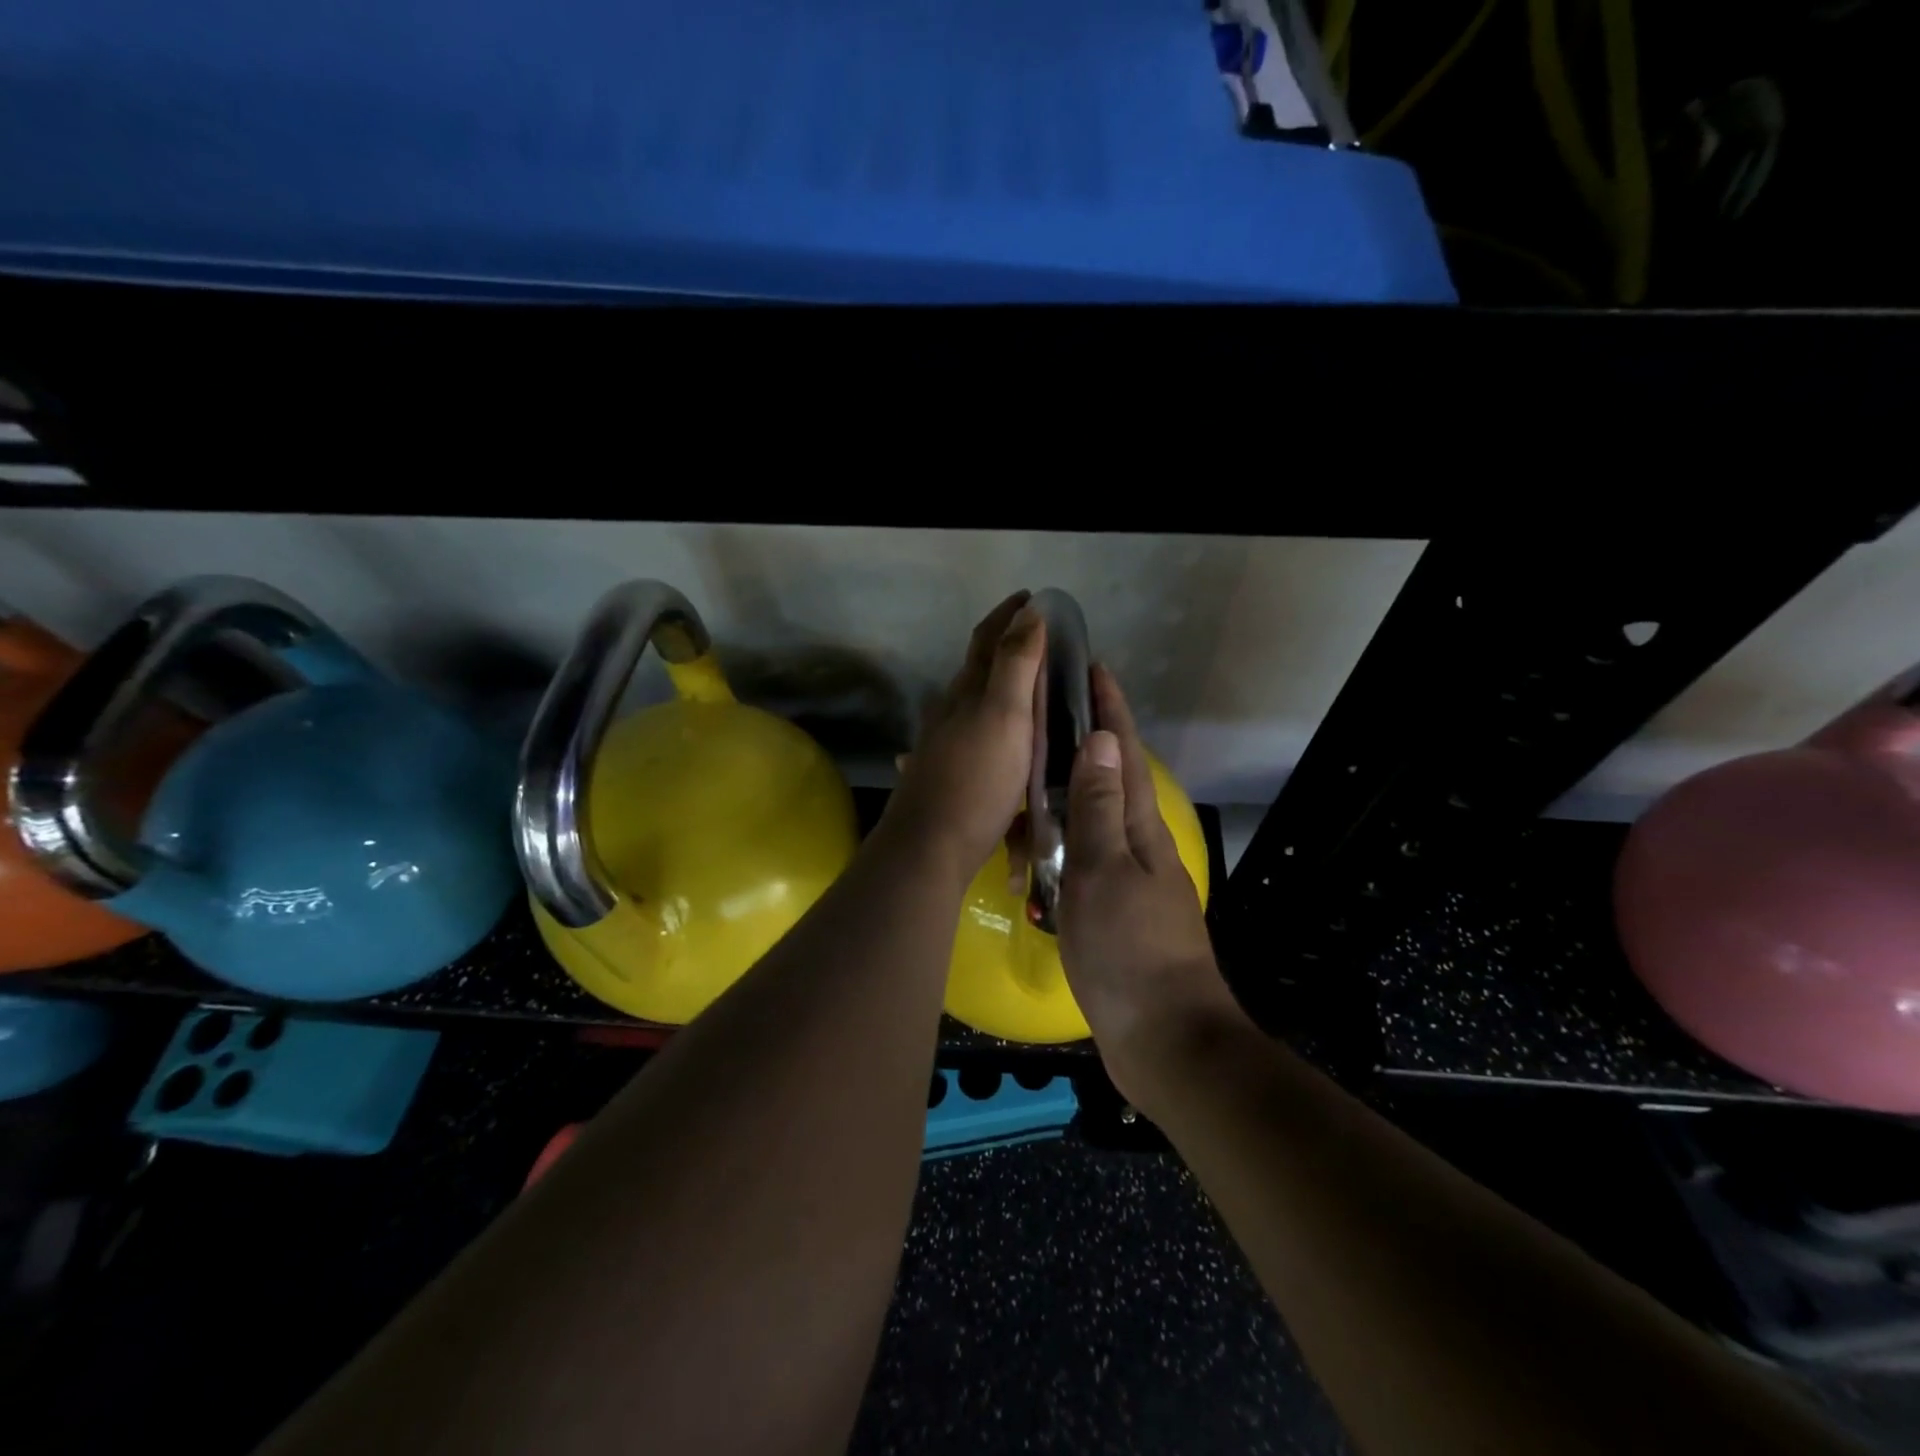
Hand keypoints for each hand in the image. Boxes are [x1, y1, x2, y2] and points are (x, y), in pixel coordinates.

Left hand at [883, 592, 1043, 882]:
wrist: (930, 846)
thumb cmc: (976, 779)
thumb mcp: (1005, 716)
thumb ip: (1016, 664)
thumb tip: (1029, 612)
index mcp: (967, 692)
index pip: (987, 639)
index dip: (1008, 614)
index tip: (1031, 597)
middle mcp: (951, 711)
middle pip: (979, 668)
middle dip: (1006, 648)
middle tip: (1042, 643)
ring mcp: (945, 743)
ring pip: (975, 704)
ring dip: (1001, 688)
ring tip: (1033, 690)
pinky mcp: (947, 773)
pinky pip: (976, 736)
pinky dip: (996, 725)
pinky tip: (1004, 741)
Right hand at [1057, 667, 1243, 1105]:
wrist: (1164, 1038)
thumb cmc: (1129, 950)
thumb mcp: (1104, 872)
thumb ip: (1097, 807)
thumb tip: (1099, 738)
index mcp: (1138, 827)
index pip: (1122, 753)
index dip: (1110, 709)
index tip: (1094, 667)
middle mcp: (1136, 844)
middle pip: (1109, 778)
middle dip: (1085, 738)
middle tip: (1044, 710)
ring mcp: (1127, 878)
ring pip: (1091, 817)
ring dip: (1065, 787)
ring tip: (1026, 767)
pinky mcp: (1113, 909)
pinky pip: (1081, 856)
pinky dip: (1058, 838)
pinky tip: (1033, 842)